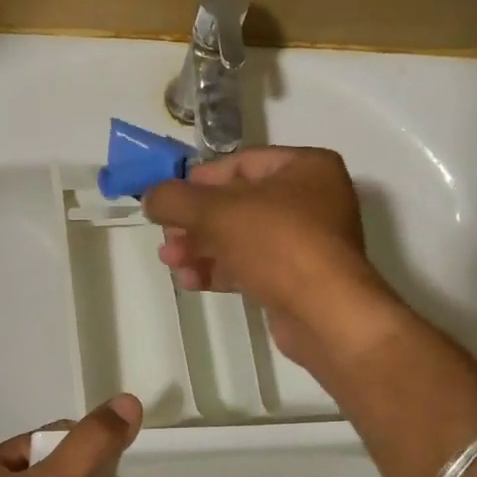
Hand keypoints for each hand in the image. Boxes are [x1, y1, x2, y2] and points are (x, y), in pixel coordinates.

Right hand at [143, 147, 390, 364]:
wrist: (325, 313)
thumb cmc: (277, 243)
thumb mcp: (217, 211)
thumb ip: (176, 199)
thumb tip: (150, 197)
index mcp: (306, 167)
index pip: (241, 163)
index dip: (200, 180)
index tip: (169, 198)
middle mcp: (312, 199)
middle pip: (238, 203)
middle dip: (195, 221)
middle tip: (166, 236)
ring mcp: (308, 242)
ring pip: (242, 237)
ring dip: (202, 247)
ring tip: (170, 261)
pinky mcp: (298, 278)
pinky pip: (253, 265)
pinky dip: (221, 269)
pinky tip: (191, 280)